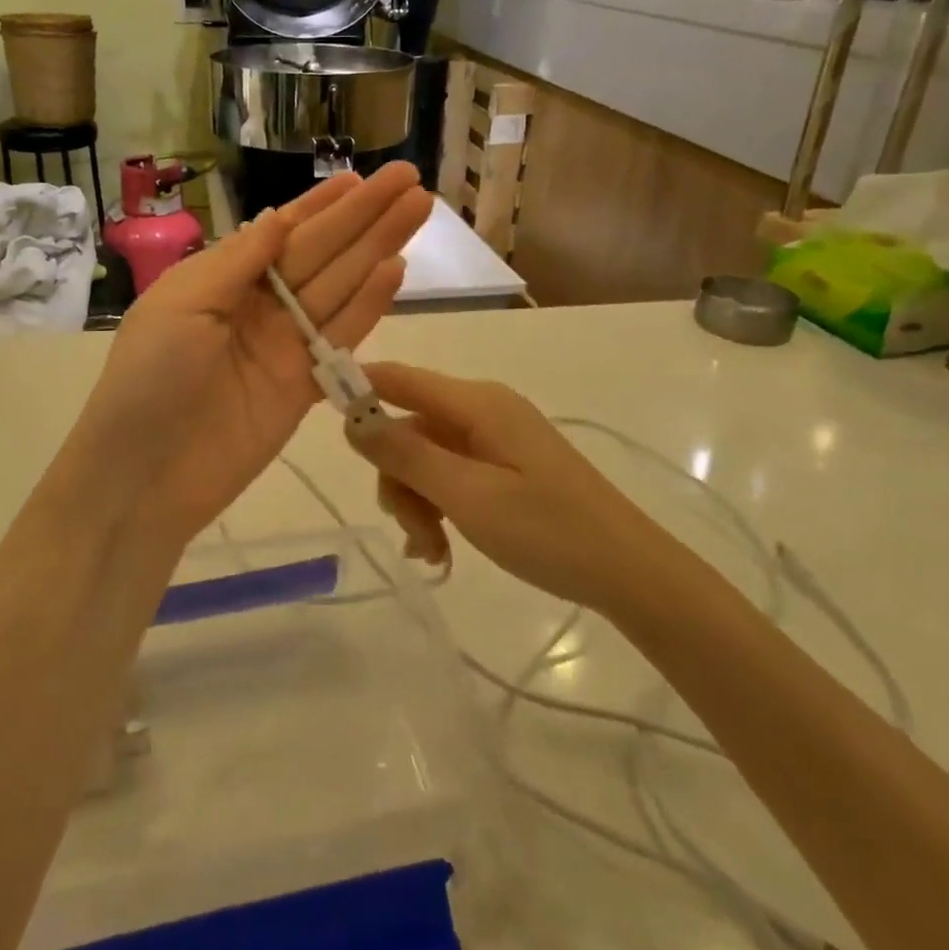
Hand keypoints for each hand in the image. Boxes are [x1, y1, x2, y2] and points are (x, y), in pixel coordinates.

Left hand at [62, 164, 432, 547]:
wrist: (145, 476)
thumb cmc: (150, 379)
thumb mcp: (182, 305)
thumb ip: (237, 261)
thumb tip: (280, 217)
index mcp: (223, 279)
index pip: (282, 231)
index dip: (322, 205)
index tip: (359, 177)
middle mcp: (260, 305)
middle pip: (322, 252)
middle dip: (364, 216)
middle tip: (411, 179)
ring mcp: (286, 344)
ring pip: (341, 286)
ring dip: (378, 248)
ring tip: (417, 211)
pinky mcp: (305, 385)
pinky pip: (342, 337)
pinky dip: (369, 304)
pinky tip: (396, 270)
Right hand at [345, 362, 647, 609]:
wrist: (629, 572)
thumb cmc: (548, 530)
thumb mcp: (468, 495)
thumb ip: (406, 454)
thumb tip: (350, 417)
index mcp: (476, 403)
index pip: (398, 377)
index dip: (356, 391)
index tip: (320, 423)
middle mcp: (482, 409)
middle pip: (408, 426)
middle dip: (396, 476)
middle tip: (411, 530)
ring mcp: (495, 438)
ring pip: (425, 456)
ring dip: (416, 500)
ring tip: (432, 550)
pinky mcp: (504, 465)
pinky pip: (451, 473)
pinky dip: (439, 505)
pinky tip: (444, 548)